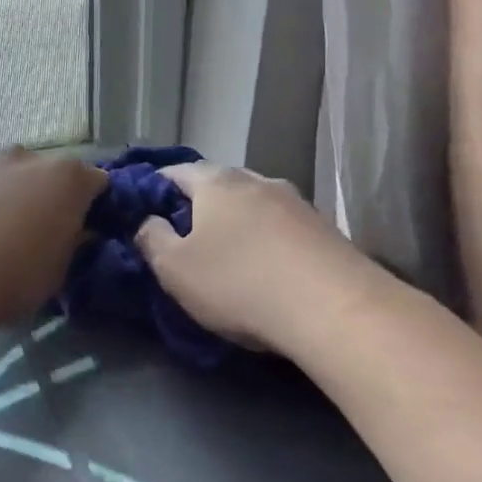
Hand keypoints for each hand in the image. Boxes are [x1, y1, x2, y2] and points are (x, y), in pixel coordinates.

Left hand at [0, 148, 106, 322]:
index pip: (98, 182)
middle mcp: (30, 159)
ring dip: (17, 199)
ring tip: (7, 238)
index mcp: (68, 177)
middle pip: (53, 174)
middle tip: (48, 232)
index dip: (97, 206)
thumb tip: (77, 232)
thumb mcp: (61, 269)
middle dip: (54, 197)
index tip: (91, 229)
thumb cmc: (17, 276)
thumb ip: (74, 243)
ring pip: (15, 179)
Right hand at [135, 162, 385, 353]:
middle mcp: (257, 180)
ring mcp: (297, 202)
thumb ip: (151, 238)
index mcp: (216, 182)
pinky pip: (282, 227)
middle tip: (184, 236)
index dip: (155, 188)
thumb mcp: (175, 269)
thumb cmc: (239, 283)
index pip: (175, 172)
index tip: (145, 212)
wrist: (336, 309)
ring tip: (228, 253)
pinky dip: (267, 239)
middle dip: (199, 205)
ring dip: (237, 222)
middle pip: (218, 184)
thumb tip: (147, 221)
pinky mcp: (326, 229)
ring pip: (253, 203)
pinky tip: (267, 267)